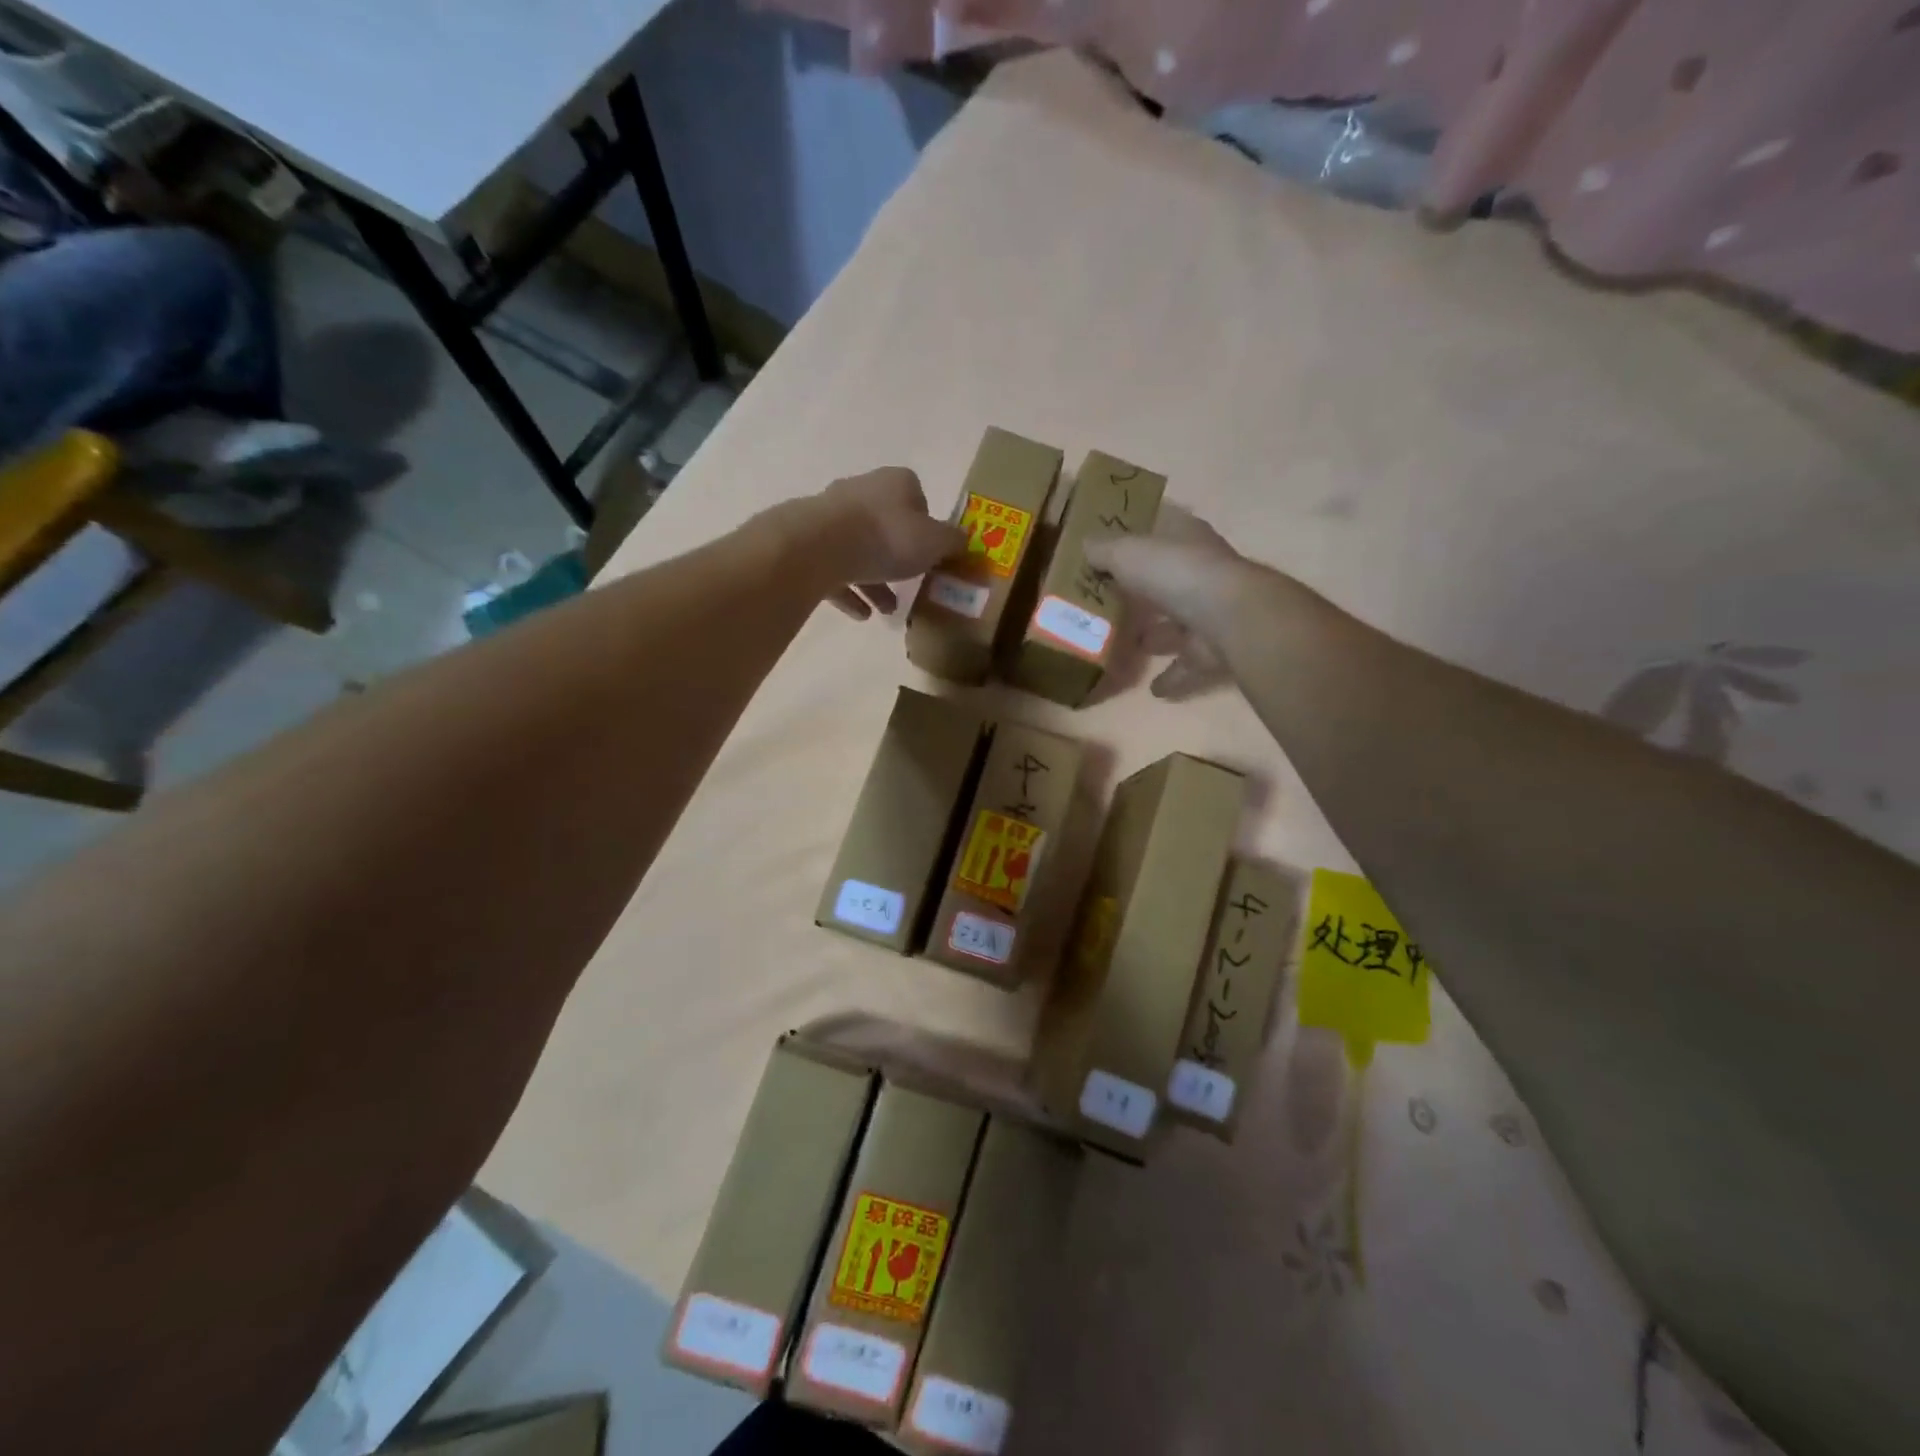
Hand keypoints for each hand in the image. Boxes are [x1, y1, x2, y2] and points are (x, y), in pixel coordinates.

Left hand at [808, 467, 967, 620]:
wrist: (820, 546)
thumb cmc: (888, 537)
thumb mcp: (935, 542)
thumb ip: (952, 542)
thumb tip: (963, 541)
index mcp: (894, 483)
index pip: (916, 495)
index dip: (926, 524)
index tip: (931, 551)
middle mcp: (861, 491)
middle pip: (886, 524)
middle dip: (898, 556)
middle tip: (910, 583)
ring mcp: (831, 517)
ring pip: (859, 550)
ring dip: (874, 581)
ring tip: (887, 609)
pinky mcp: (809, 544)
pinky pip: (835, 570)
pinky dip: (849, 592)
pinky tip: (862, 615)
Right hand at [1085, 505, 1246, 699]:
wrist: (1228, 618)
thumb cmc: (1176, 573)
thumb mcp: (1128, 552)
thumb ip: (1104, 551)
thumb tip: (1085, 546)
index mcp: (1186, 539)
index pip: (1162, 530)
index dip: (1140, 537)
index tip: (1114, 551)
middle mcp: (1203, 572)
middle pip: (1169, 580)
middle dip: (1146, 592)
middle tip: (1113, 604)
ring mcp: (1213, 612)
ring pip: (1180, 624)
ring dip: (1159, 636)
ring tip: (1130, 646)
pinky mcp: (1216, 649)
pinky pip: (1188, 664)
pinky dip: (1173, 676)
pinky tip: (1153, 688)